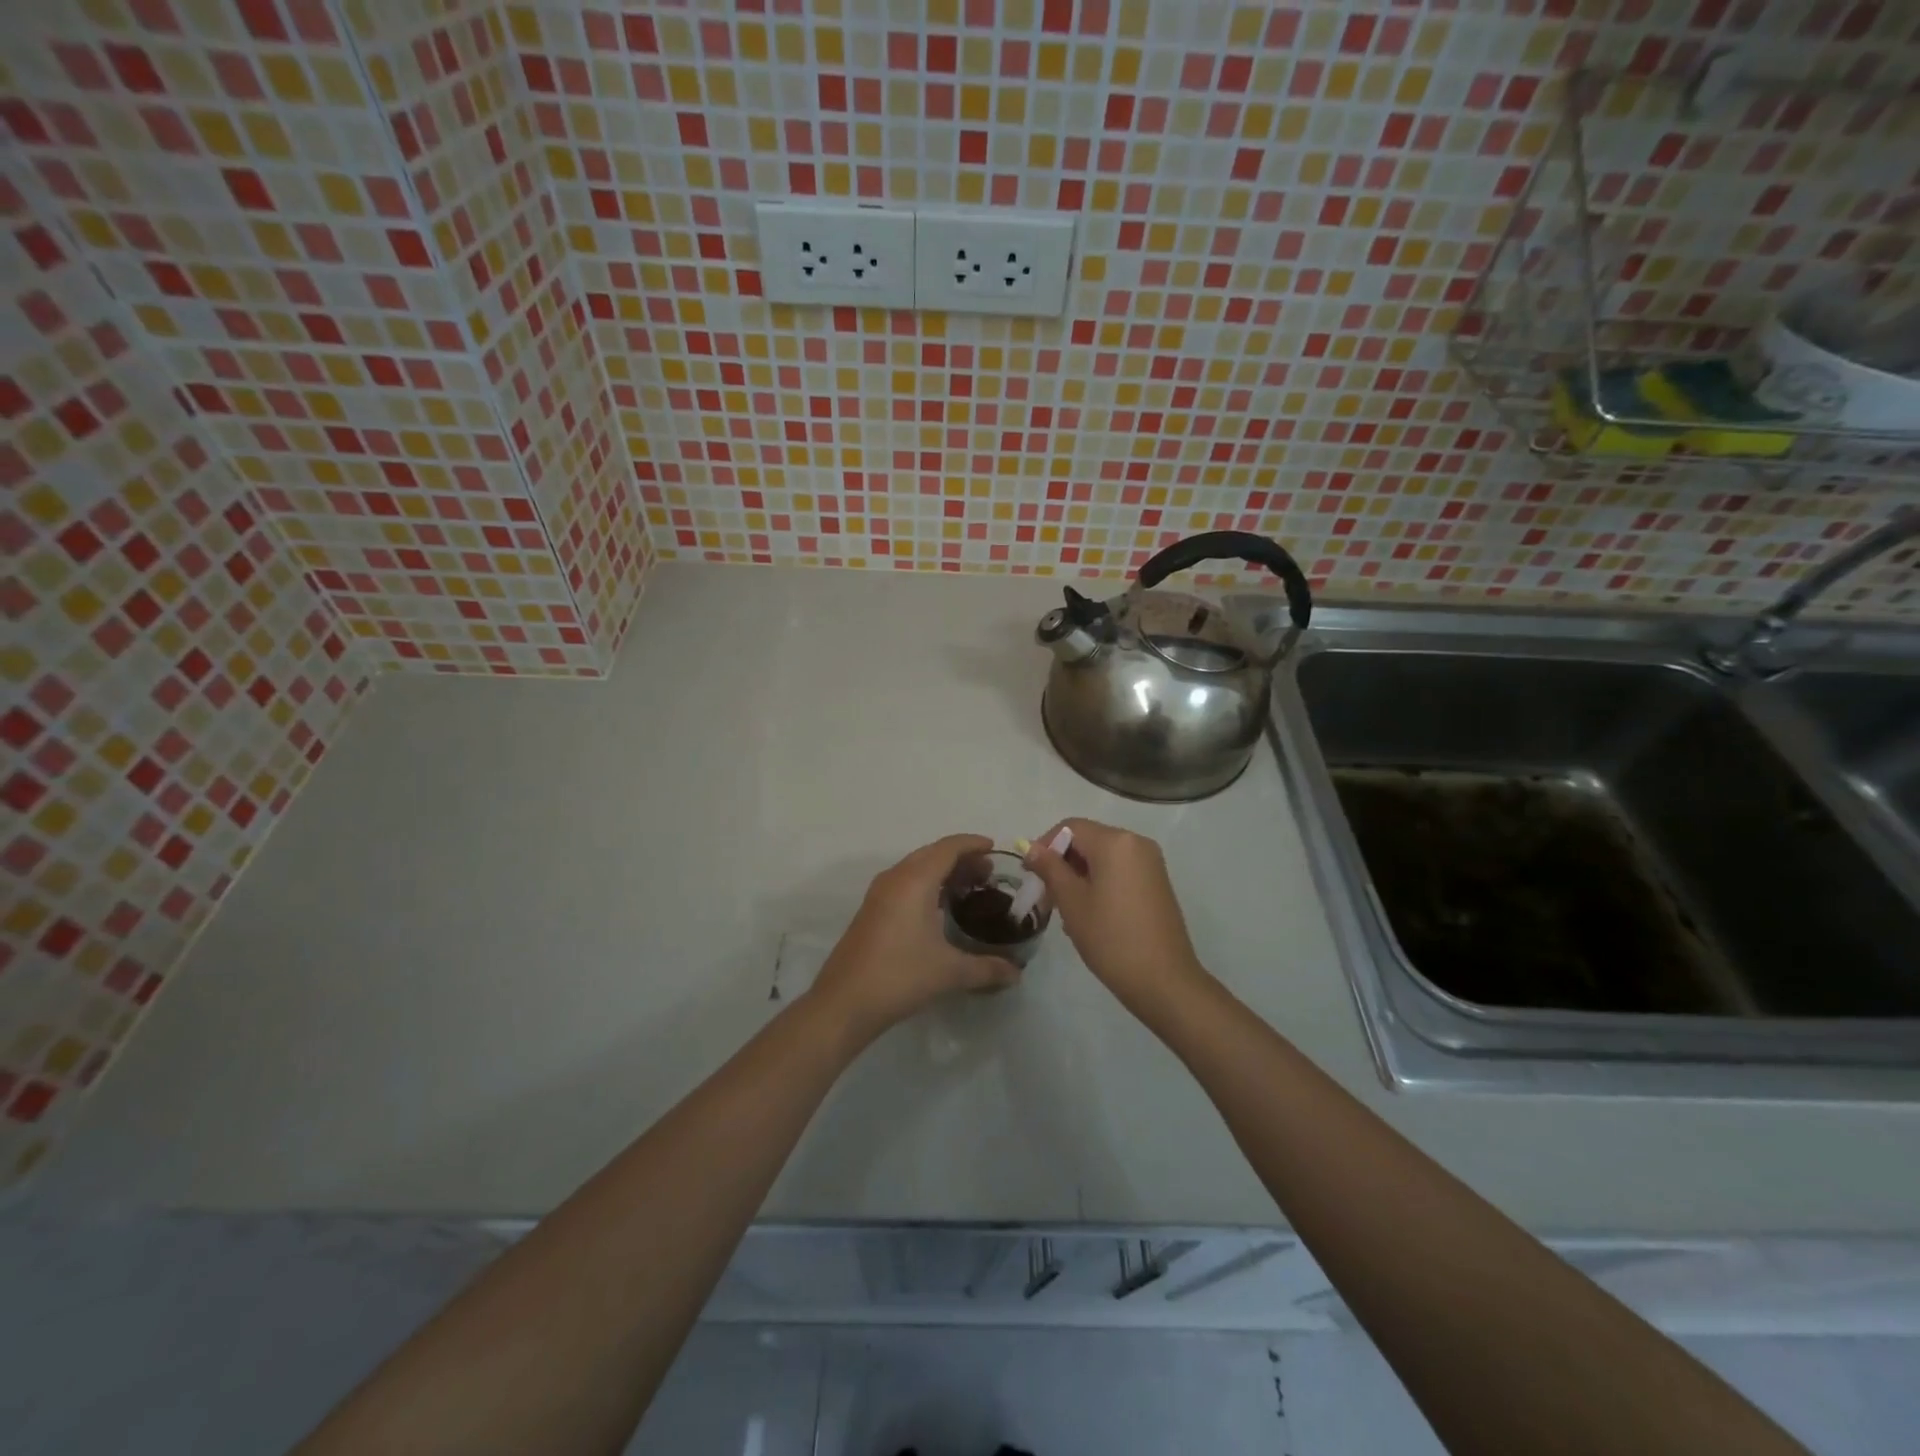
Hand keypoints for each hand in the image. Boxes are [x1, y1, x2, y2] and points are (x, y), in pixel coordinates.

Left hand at [808, 834, 1019, 1044]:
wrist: (844, 1002)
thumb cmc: (900, 976)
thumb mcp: (949, 972)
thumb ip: (987, 968)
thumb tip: (1016, 973)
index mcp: (914, 880)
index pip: (948, 848)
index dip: (973, 844)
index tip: (995, 849)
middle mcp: (895, 878)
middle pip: (932, 854)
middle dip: (961, 858)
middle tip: (988, 873)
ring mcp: (879, 894)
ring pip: (916, 868)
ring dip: (942, 871)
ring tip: (969, 888)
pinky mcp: (871, 910)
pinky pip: (904, 883)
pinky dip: (926, 884)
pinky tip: (940, 909)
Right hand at [1025, 819, 1211, 1015]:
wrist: (1163, 981)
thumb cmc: (1111, 938)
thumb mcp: (1072, 901)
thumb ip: (1050, 868)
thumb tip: (1031, 847)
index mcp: (1115, 841)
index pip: (1070, 827)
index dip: (1045, 845)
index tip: (1030, 874)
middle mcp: (1136, 843)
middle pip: (1088, 840)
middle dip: (1062, 863)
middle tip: (1045, 896)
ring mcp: (1151, 863)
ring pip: (1103, 858)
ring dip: (1079, 875)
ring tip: (1065, 910)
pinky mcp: (1157, 883)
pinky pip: (1120, 871)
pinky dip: (1099, 883)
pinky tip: (1089, 914)